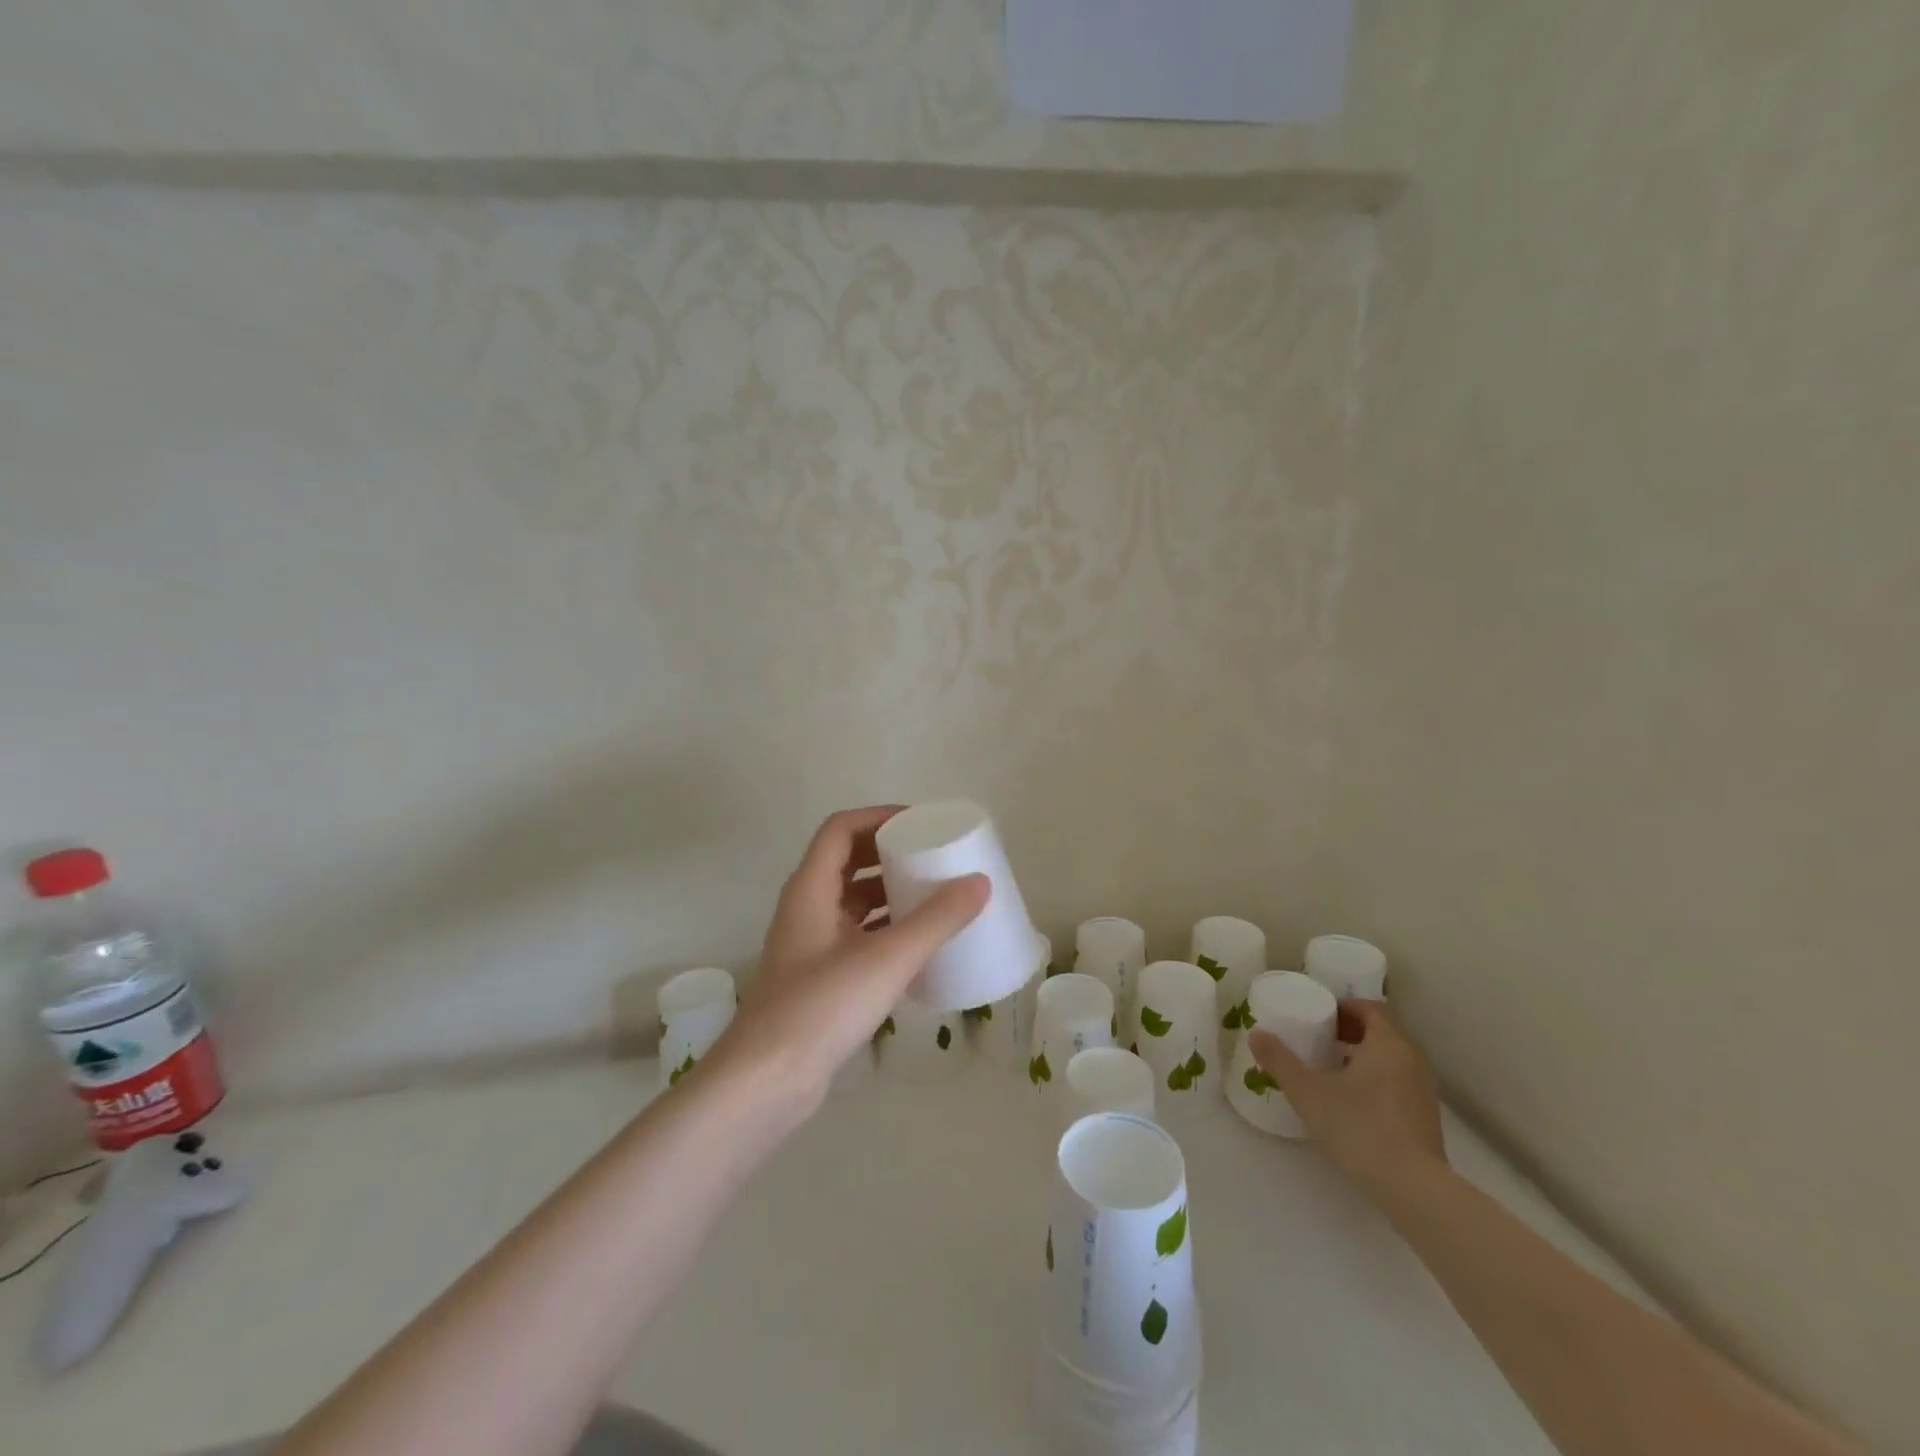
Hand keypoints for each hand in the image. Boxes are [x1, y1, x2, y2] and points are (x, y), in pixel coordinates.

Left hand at [700, 806, 988, 1113]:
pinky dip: (884, 929)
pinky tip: (917, 946)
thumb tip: (979, 883)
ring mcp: (810, 946)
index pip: (841, 829)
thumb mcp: (886, 958)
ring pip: (852, 901)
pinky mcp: (818, 978)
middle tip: (932, 857)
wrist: (766, 1082)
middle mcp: (806, 909)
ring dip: (888, 892)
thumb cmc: (822, 1006)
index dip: (878, 817)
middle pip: (847, 861)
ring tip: (933, 896)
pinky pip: (856, 936)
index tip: (920, 822)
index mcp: (810, 889)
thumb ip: (936, 920)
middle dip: (889, 854)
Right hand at [1248, 999, 1446, 1199]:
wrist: (1412, 1188)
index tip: (1319, 1015)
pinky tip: (1352, 1100)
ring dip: (1364, 1055)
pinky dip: (1376, 1078)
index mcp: (1388, 1043)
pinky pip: (1399, 1082)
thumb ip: (1280, 1060)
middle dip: (1351, 1030)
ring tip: (1331, 1067)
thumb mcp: (1307, 1091)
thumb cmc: (1359, 1126)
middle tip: (1320, 1037)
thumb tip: (1256, 1034)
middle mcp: (1412, 1060)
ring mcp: (1424, 1090)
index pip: (1371, 1008)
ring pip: (1392, 1058)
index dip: (1344, 1007)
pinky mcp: (1426, 1118)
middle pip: (1383, 1031)